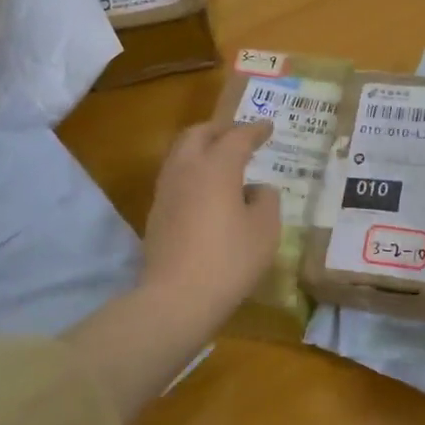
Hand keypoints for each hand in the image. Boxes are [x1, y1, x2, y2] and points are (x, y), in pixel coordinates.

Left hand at [140, 120, 282, 335]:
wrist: (176, 297)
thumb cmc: (229, 260)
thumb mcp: (265, 231)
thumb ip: (266, 201)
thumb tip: (258, 190)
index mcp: (216, 167)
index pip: (237, 137)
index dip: (254, 130)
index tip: (268, 127)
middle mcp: (186, 169)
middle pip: (198, 134)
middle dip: (220, 129)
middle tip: (239, 135)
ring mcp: (166, 191)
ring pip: (180, 153)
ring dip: (201, 148)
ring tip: (220, 159)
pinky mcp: (156, 213)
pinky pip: (175, 176)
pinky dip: (192, 171)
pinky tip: (205, 189)